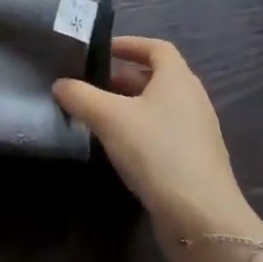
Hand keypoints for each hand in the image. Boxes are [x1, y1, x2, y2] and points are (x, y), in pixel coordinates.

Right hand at [54, 37, 262, 253]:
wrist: (202, 217)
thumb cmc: (157, 152)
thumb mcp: (109, 118)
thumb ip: (80, 96)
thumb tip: (60, 84)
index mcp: (177, 79)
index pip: (156, 48)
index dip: (130, 44)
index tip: (102, 49)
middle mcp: (192, 99)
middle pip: (157, 77)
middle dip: (123, 77)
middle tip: (92, 84)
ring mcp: (197, 132)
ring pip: (159, 106)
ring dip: (130, 105)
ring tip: (98, 115)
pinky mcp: (194, 160)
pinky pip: (163, 132)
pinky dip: (140, 129)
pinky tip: (119, 147)